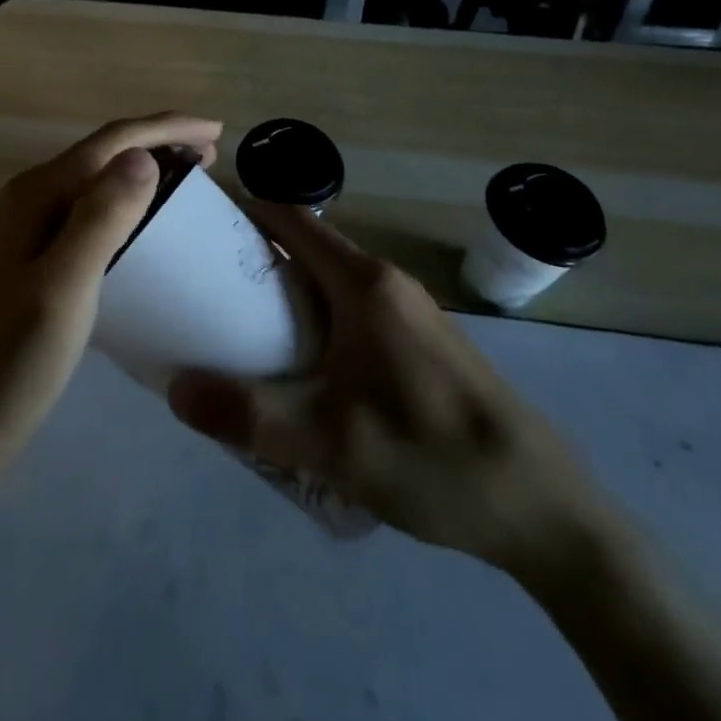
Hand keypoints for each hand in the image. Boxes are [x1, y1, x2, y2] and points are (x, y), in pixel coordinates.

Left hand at [0, 113, 222, 477]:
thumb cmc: (16, 357)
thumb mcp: (64, 286)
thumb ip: (101, 217)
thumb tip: (143, 156)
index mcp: (38, 192)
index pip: (112, 140)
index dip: (165, 127)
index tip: (217, 131)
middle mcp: (33, 197)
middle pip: (105, 152)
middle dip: (159, 142)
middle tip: (211, 154)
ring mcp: (33, 226)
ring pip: (100, 179)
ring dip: (146, 169)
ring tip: (191, 178)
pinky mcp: (40, 255)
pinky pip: (94, 209)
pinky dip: (130, 202)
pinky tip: (149, 221)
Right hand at [168, 201, 610, 578]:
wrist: (546, 512)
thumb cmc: (432, 457)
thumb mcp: (329, 443)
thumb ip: (247, 414)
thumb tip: (174, 389)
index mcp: (363, 283)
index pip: (289, 218)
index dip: (242, 208)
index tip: (198, 224)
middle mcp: (386, 282)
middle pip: (306, 247)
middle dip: (254, 258)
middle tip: (205, 289)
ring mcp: (411, 311)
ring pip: (331, 282)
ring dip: (286, 293)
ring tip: (242, 332)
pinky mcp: (425, 343)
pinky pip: (354, 309)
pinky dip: (316, 319)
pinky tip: (305, 372)